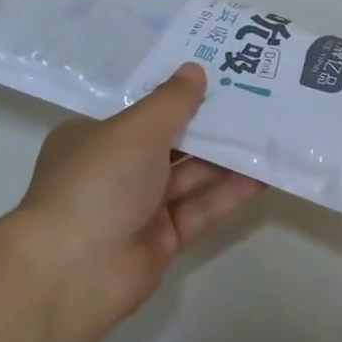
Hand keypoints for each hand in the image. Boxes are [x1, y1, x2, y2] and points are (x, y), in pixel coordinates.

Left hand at [9, 63, 262, 322]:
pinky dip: (229, 194)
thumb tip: (195, 69)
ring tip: (268, 134)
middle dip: (210, 126)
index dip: (179, 95)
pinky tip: (263, 176)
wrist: (73, 272)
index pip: (142, 111)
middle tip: (256, 102)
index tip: (218, 77)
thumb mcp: (136, 130)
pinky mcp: (163, 239)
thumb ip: (171, 102)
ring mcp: (140, 207)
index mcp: (95, 138)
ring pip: (191, 177)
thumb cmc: (97, 183)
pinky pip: (201, 209)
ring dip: (227, 159)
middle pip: (172, 143)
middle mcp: (116, 170)